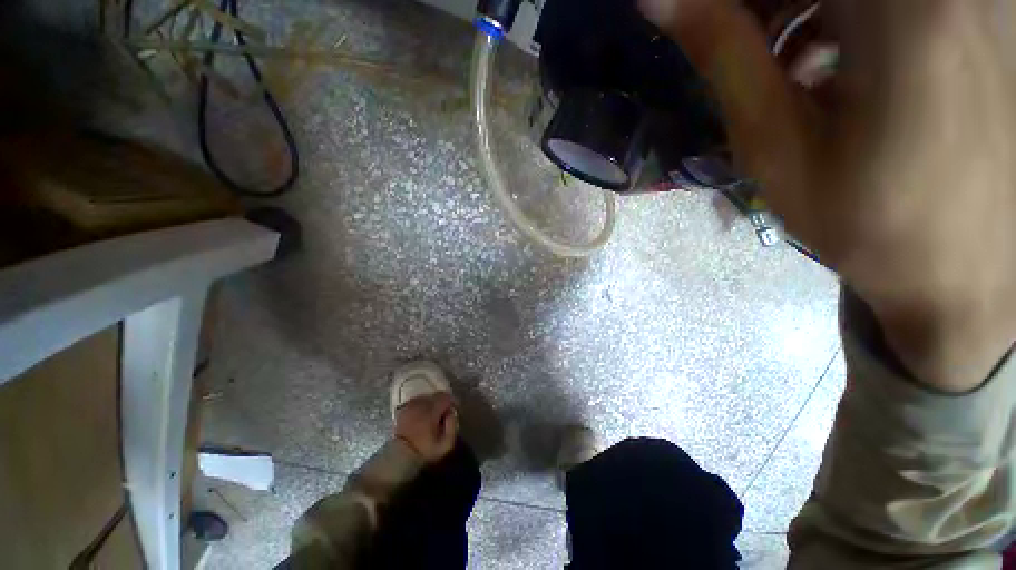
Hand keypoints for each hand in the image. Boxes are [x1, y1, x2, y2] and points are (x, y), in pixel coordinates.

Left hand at [394, 393, 458, 462]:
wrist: (400, 457)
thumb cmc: (424, 451)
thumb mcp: (445, 444)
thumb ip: (452, 426)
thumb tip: (451, 413)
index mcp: (431, 411)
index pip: (445, 397)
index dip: (452, 401)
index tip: (455, 408)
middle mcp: (420, 404)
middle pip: (435, 396)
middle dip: (442, 401)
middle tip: (445, 411)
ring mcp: (410, 406)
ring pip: (426, 397)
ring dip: (432, 402)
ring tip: (434, 413)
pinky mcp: (403, 409)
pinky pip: (416, 401)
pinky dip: (421, 405)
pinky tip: (422, 414)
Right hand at [640, 0, 1015, 391]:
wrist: (964, 271)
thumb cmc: (864, 220)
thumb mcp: (774, 143)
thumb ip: (721, 53)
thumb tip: (659, 0)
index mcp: (899, 12)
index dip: (725, 5)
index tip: (698, 27)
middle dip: (762, 6)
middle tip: (733, 46)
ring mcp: (975, 1)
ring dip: (800, 7)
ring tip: (780, 67)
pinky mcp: (985, 18)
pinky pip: (892, 0)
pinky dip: (845, 15)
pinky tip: (830, 63)